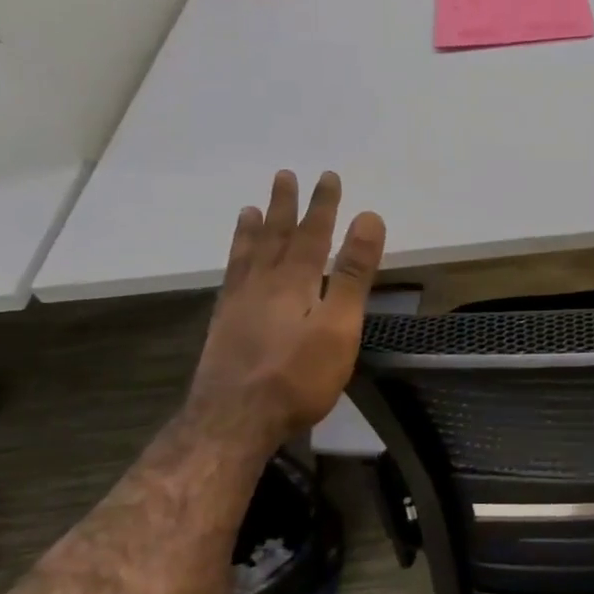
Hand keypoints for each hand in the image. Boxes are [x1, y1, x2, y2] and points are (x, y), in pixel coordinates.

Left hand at [186, 170, 386, 447]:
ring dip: (254, 229)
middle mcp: (263, 283)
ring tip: (252, 208)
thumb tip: (369, 219)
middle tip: (285, 175)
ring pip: (247, 254)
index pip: (314, 234)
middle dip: (286, 206)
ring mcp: (238, 303)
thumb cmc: (298, 376)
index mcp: (295, 281)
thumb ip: (354, 274)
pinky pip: (230, 277)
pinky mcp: (224, 324)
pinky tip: (235, 263)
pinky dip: (235, 259)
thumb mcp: (339, 326)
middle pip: (277, 237)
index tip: (328, 176)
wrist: (235, 418)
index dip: (324, 205)